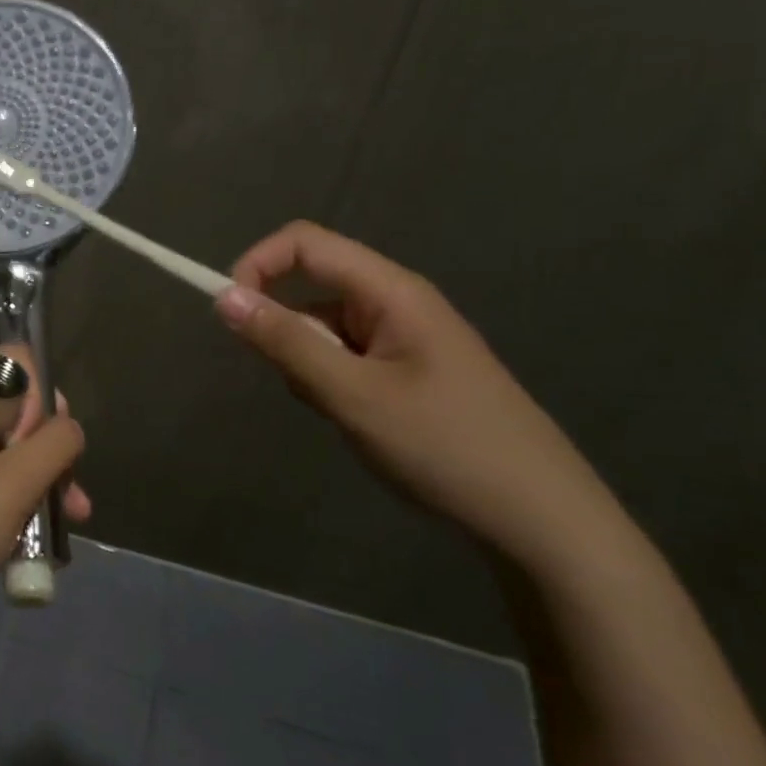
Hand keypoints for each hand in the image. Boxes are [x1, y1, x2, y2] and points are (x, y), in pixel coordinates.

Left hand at [0, 347, 86, 641]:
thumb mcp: (13, 485)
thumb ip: (55, 444)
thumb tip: (69, 426)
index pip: (10, 360)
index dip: (37, 399)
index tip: (38, 447)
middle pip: (10, 400)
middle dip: (44, 442)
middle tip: (62, 484)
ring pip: (4, 439)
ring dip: (40, 473)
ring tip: (71, 514)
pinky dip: (17, 490)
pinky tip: (46, 530)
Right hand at [214, 221, 618, 563]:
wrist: (543, 522)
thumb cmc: (446, 448)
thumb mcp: (353, 396)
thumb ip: (285, 342)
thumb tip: (222, 297)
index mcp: (391, 291)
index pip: (305, 243)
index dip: (257, 264)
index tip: (230, 313)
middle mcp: (397, 302)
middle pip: (312, 285)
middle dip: (285, 328)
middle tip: (303, 385)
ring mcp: (405, 338)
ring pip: (324, 327)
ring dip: (308, 362)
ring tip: (341, 413)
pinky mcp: (408, 370)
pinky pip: (345, 356)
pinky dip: (330, 381)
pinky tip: (358, 423)